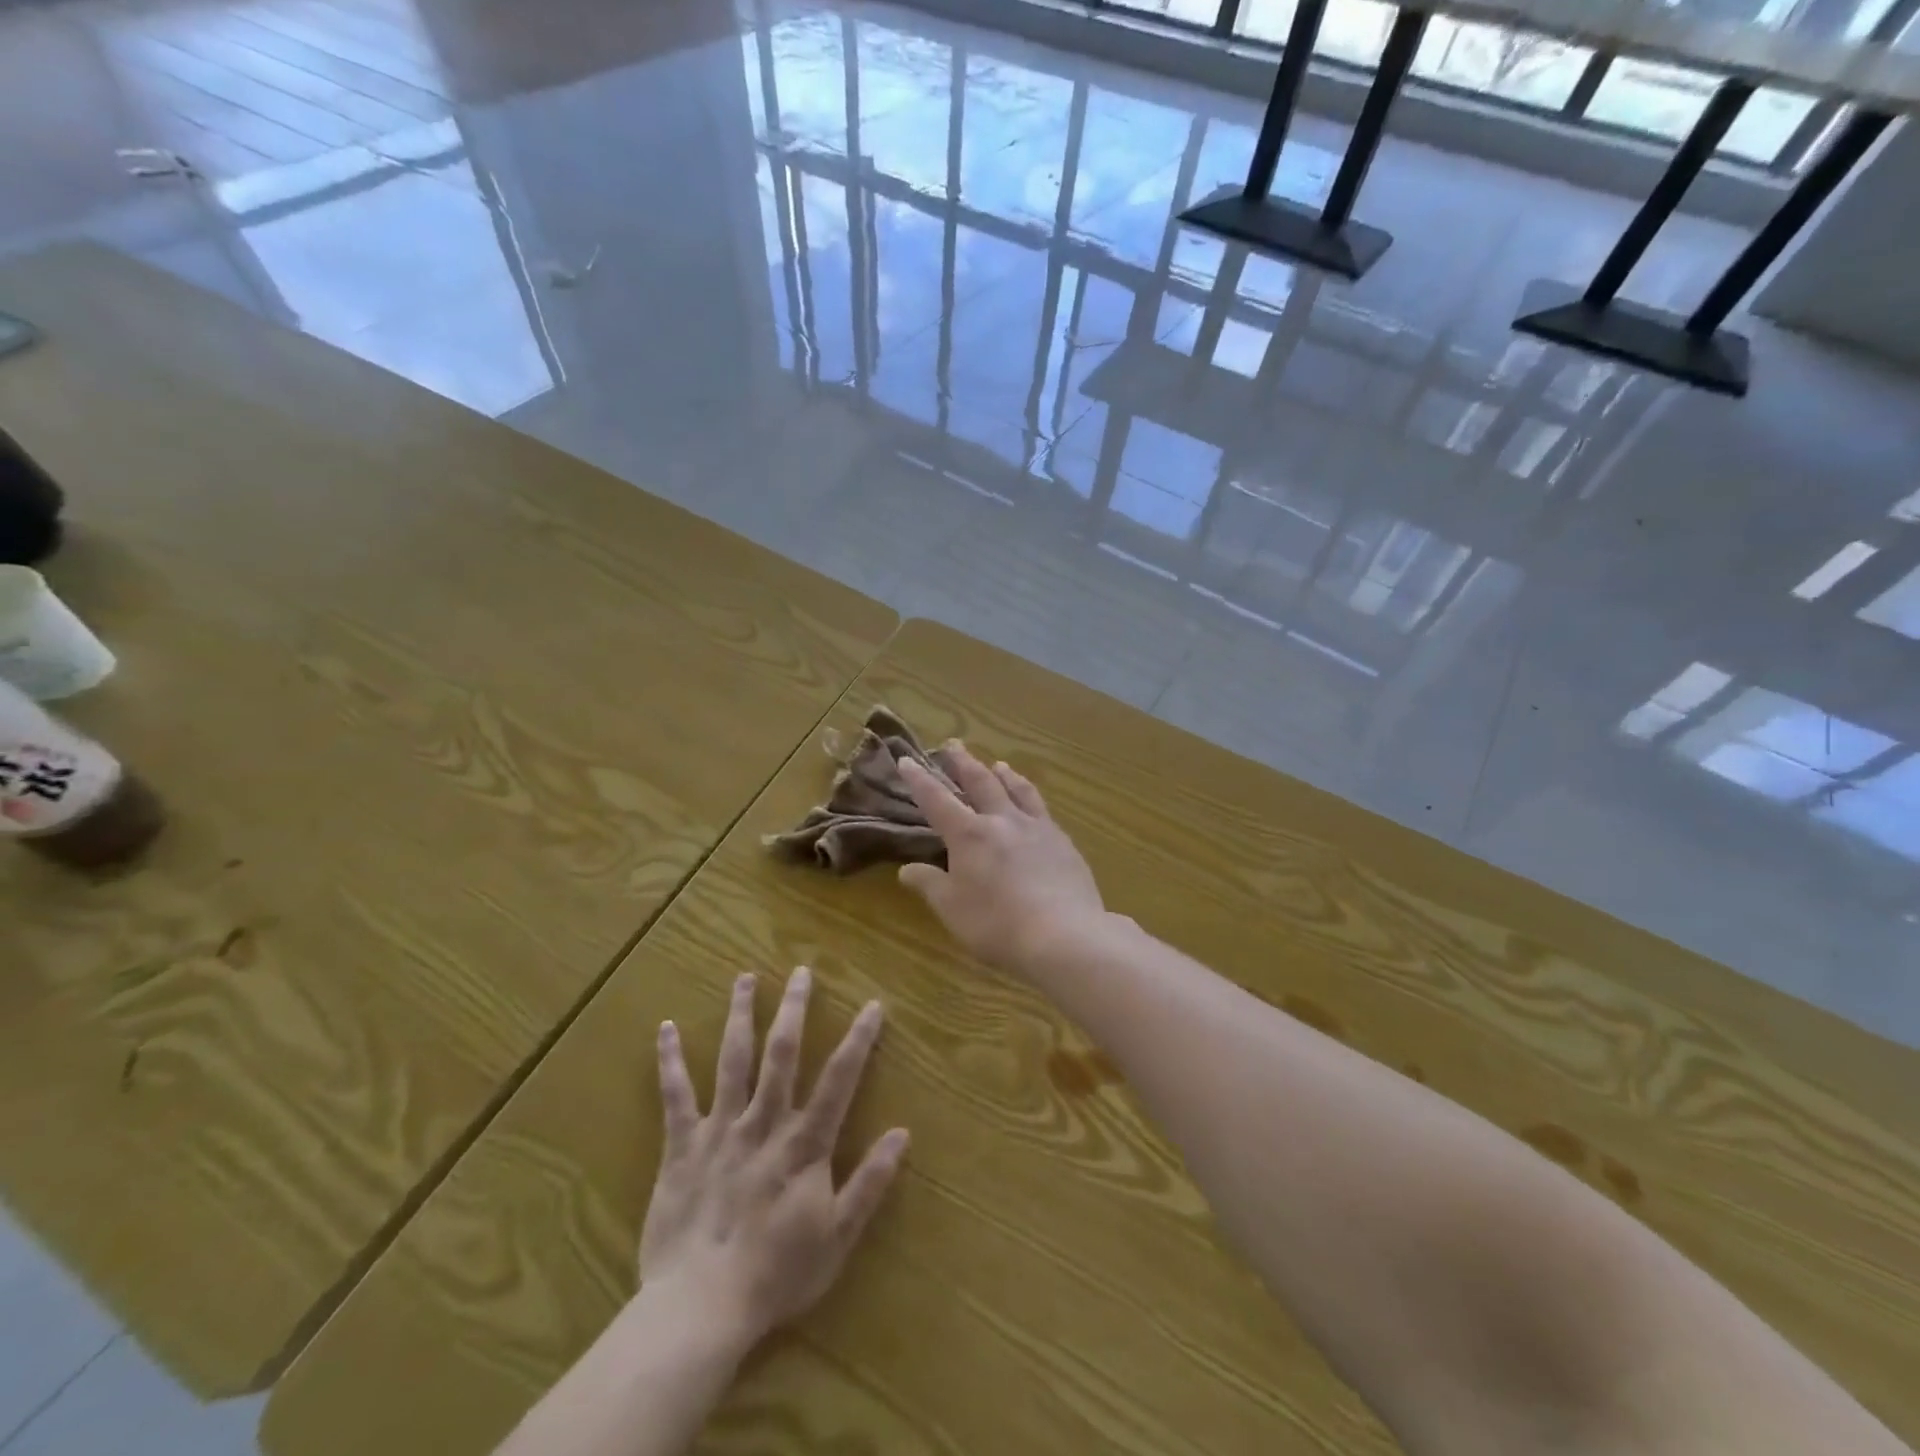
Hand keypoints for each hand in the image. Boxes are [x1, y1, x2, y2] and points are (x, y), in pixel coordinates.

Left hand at [639, 968, 908, 1354]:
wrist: (699, 1309)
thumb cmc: (775, 1275)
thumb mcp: (837, 1237)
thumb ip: (869, 1184)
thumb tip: (902, 1134)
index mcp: (803, 1144)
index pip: (838, 1080)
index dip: (858, 1040)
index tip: (872, 1005)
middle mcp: (764, 1123)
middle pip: (782, 1054)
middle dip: (794, 1009)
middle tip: (801, 971)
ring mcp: (720, 1130)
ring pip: (732, 1060)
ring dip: (740, 1015)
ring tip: (745, 977)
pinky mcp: (682, 1146)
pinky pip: (675, 1096)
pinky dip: (670, 1061)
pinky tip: (666, 1027)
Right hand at [897, 745, 1106, 971]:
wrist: (1065, 935)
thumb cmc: (997, 924)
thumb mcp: (952, 909)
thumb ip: (930, 884)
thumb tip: (906, 869)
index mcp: (969, 834)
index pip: (937, 800)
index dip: (920, 779)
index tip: (907, 759)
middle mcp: (1002, 820)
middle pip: (981, 782)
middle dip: (963, 762)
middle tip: (954, 744)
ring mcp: (1037, 828)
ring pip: (1018, 790)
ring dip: (1004, 774)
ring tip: (999, 764)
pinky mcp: (1064, 843)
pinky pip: (1043, 810)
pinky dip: (1032, 799)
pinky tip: (1035, 807)